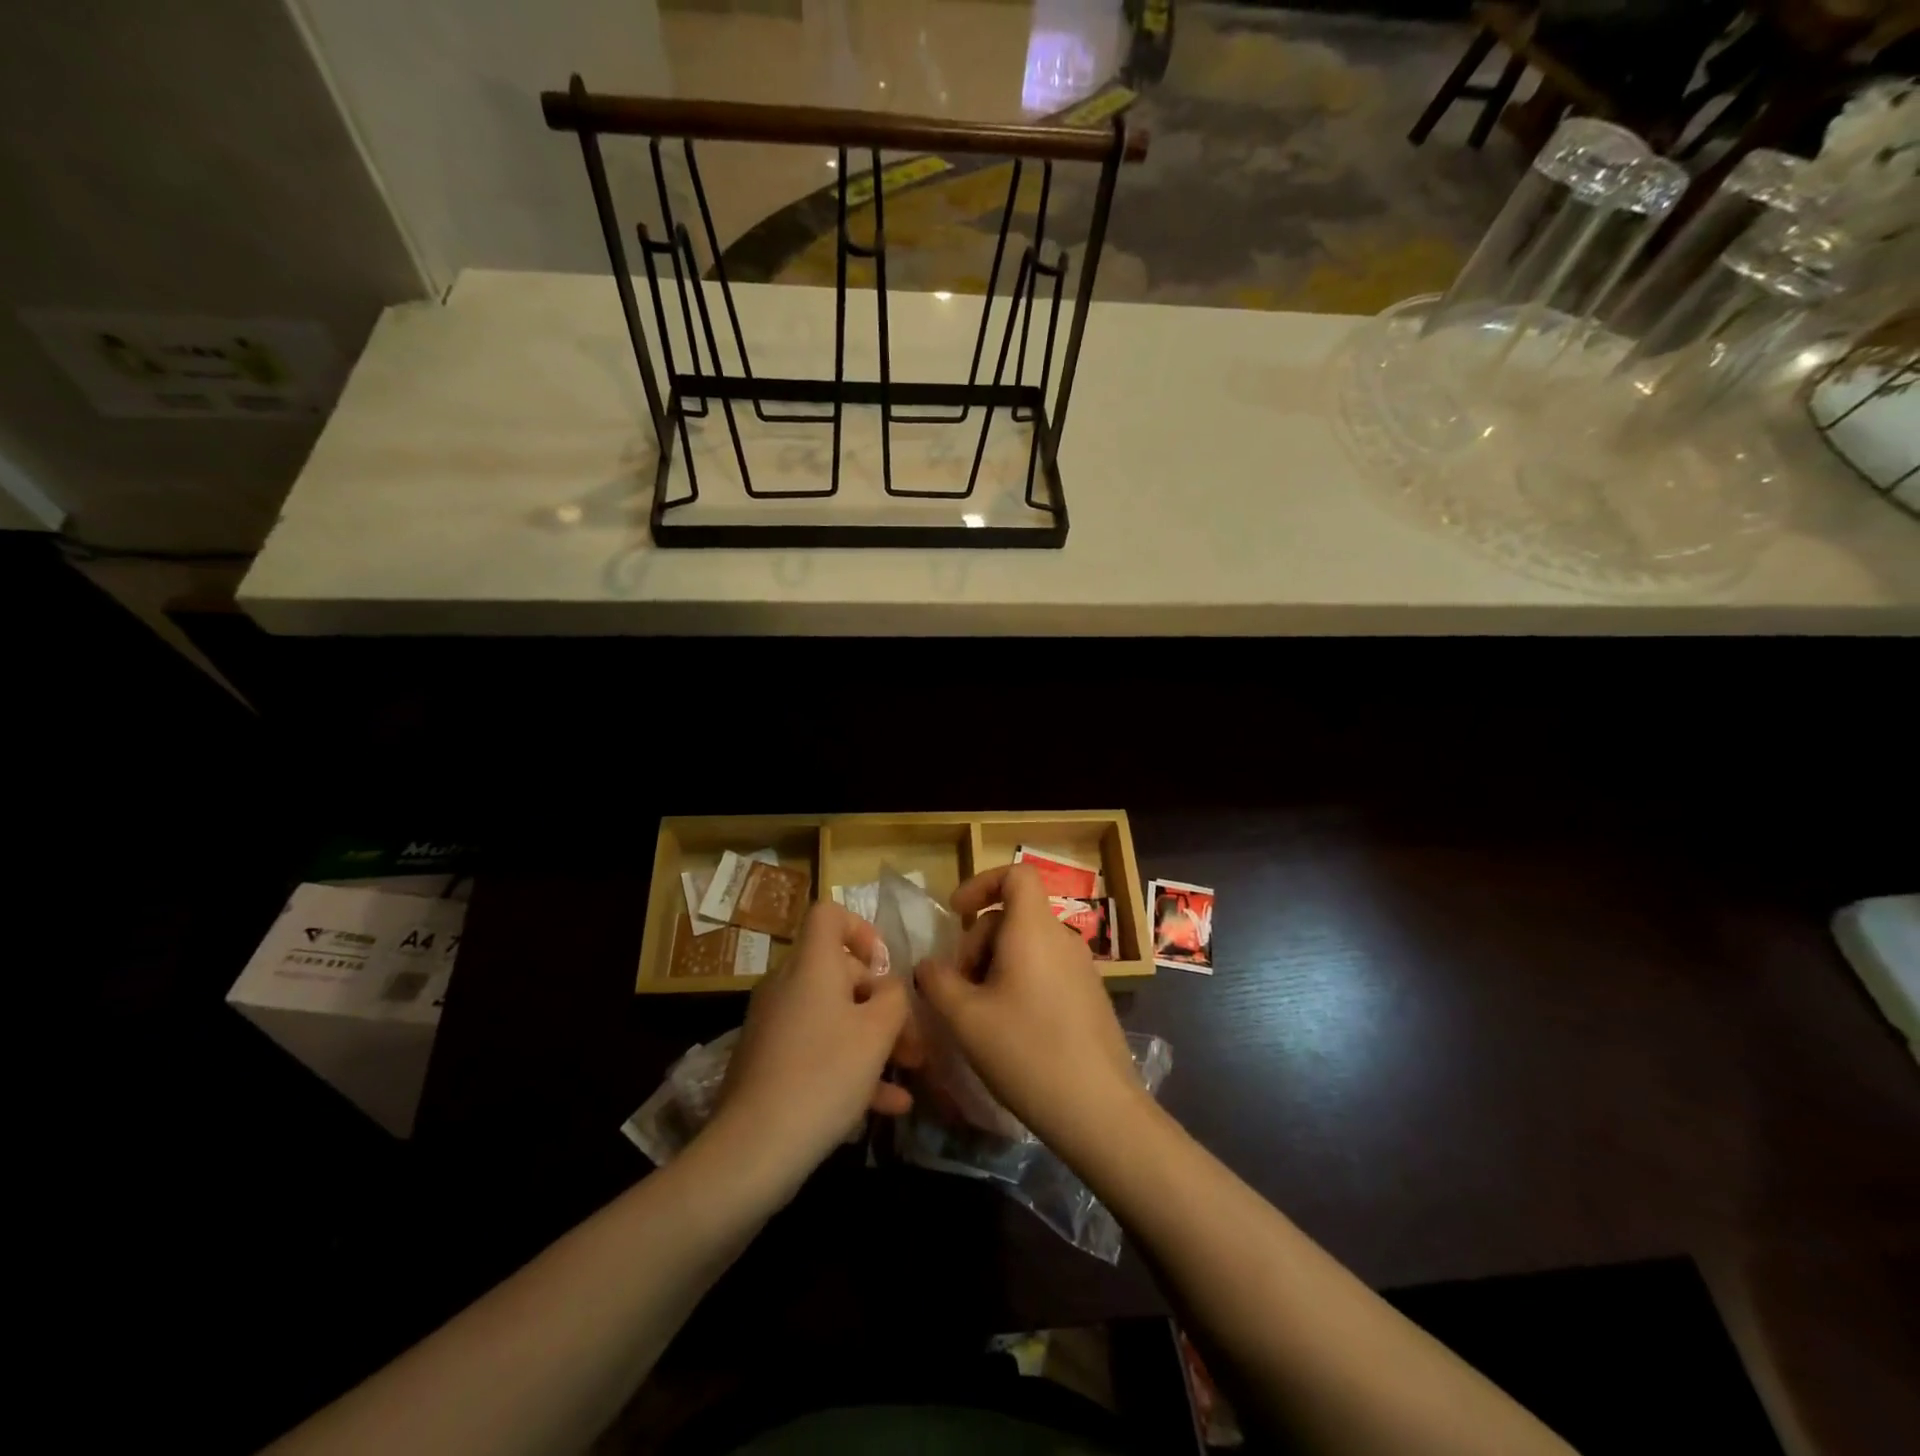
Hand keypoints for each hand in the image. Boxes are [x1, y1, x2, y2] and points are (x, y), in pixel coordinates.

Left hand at [712, 902, 914, 1180]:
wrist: (752, 1150)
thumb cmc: (824, 1075)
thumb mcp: (877, 1033)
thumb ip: (894, 998)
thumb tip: (888, 988)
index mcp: (811, 965)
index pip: (829, 914)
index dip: (862, 929)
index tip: (885, 967)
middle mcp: (788, 985)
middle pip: (839, 972)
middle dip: (881, 1001)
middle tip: (912, 1038)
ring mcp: (775, 1025)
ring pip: (833, 1015)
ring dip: (873, 1038)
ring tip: (910, 1069)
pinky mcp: (769, 1062)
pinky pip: (817, 1049)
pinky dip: (850, 1065)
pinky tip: (889, 1104)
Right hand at [915, 864, 1144, 1154]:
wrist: (1099, 1109)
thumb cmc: (1026, 1052)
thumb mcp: (965, 1018)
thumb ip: (937, 982)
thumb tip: (927, 965)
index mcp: (1034, 928)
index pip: (1015, 874)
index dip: (981, 883)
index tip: (956, 915)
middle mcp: (1062, 937)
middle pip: (1013, 915)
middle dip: (977, 941)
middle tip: (958, 988)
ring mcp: (1082, 967)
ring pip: (1027, 945)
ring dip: (995, 965)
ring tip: (979, 1014)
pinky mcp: (1089, 995)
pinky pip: (1046, 968)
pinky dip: (1019, 981)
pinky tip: (1009, 1028)